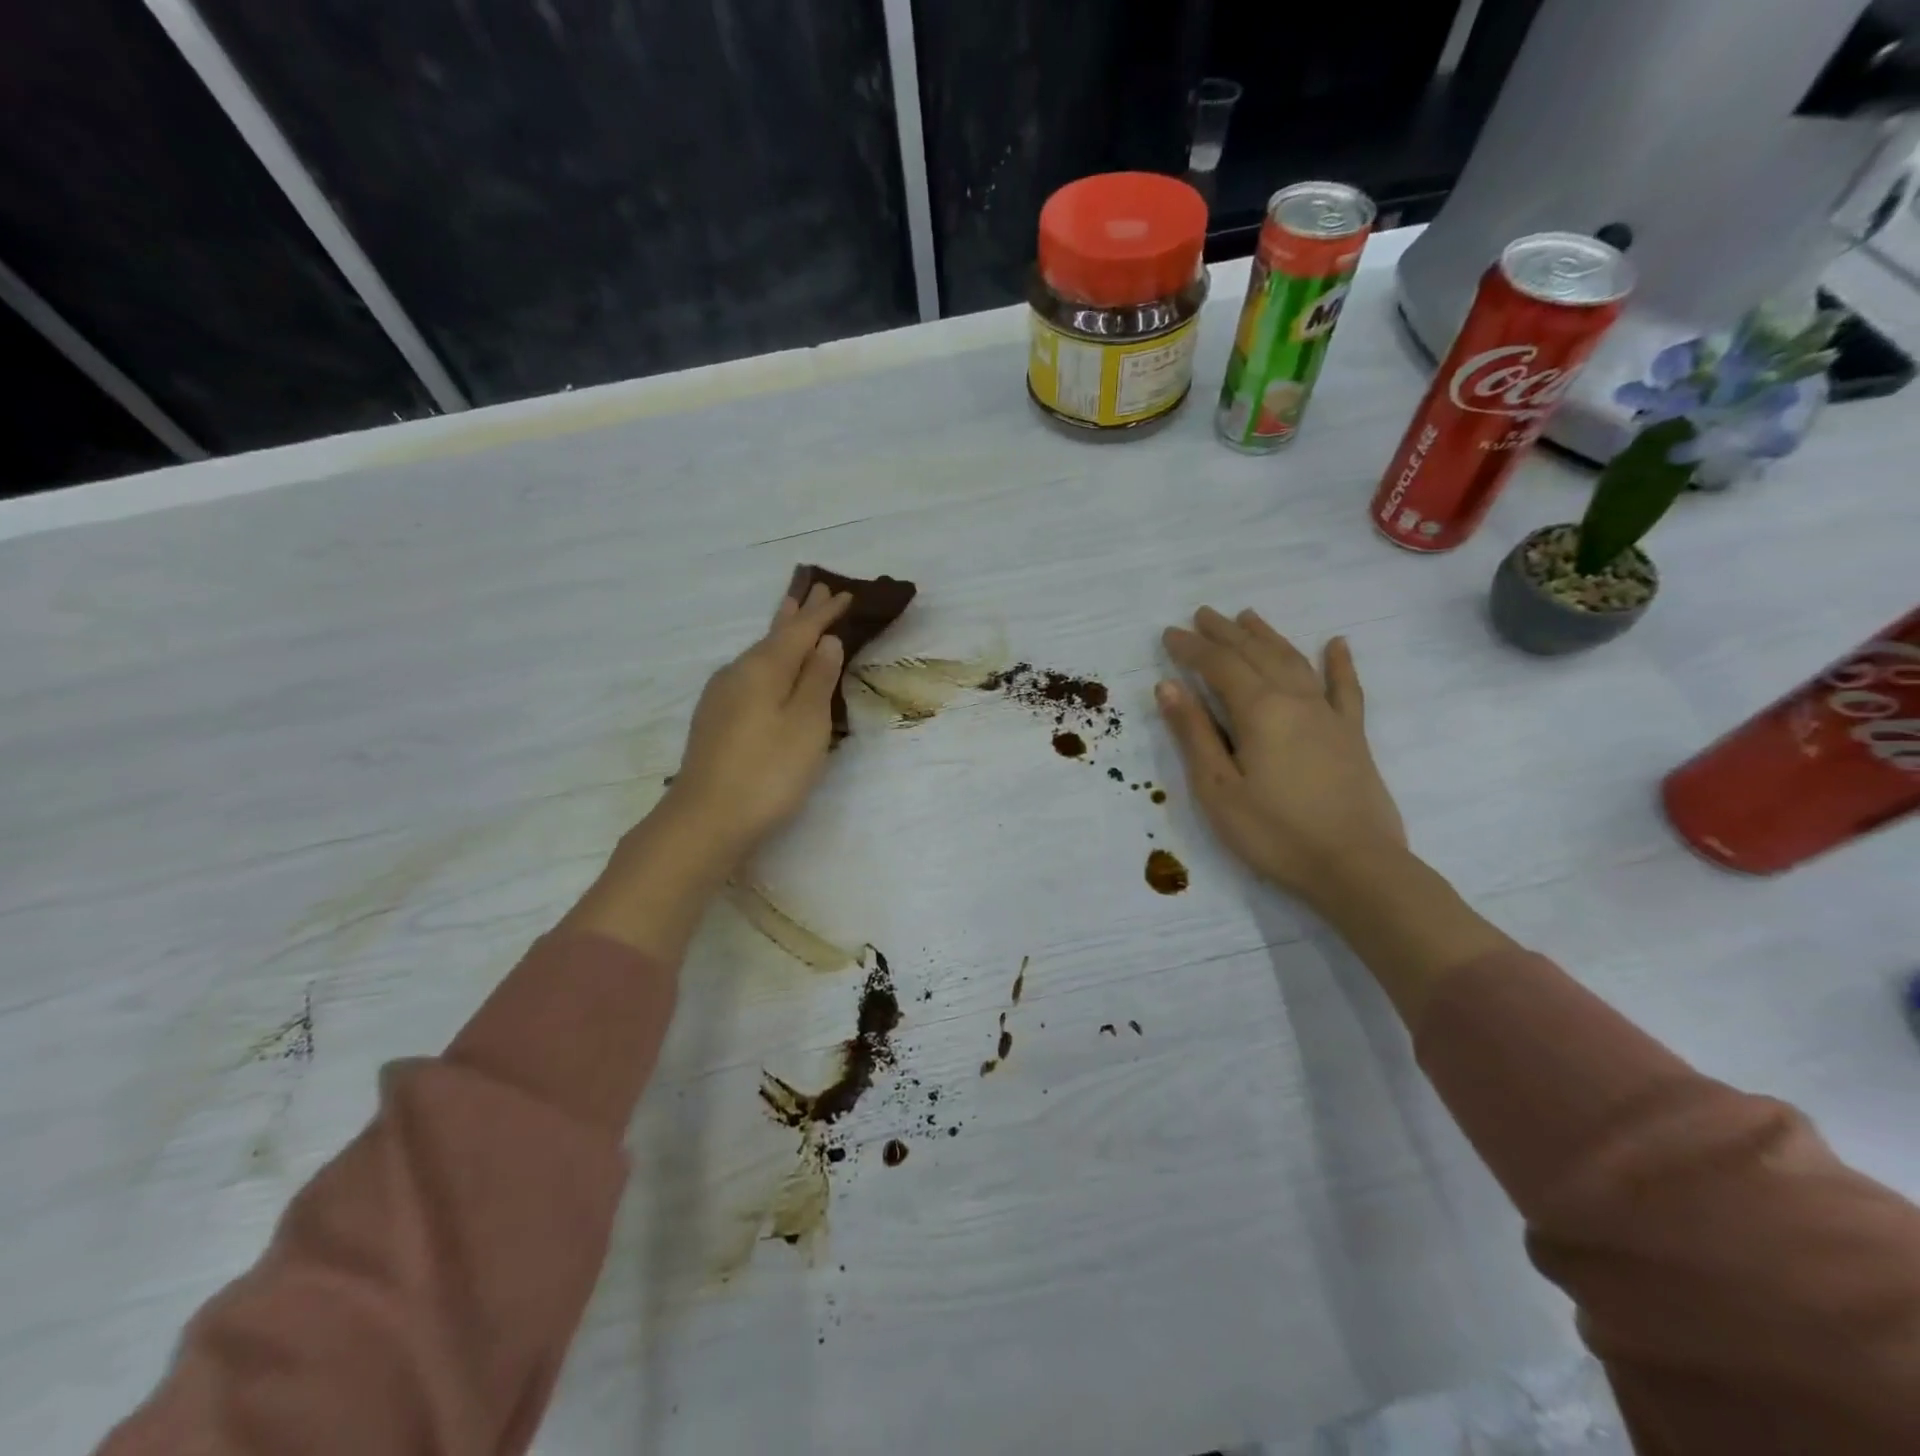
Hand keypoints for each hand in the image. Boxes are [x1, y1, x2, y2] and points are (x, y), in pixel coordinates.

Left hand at [664, 581, 850, 865]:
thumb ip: (817, 680)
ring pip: (759, 655)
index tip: (844, 593)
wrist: (705, 820)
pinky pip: (750, 675)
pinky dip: (769, 662)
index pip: (800, 631)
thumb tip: (826, 642)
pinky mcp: (715, 720)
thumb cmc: (768, 771)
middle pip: (774, 636)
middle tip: (817, 589)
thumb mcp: (806, 724)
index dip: (824, 613)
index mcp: (763, 668)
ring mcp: (721, 697)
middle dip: (798, 614)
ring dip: (781, 635)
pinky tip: (770, 669)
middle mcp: (737, 673)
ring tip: (793, 616)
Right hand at [1158, 608, 1405, 906]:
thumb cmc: (1274, 832)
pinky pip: (1346, 688)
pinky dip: (1340, 663)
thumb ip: (1193, 733)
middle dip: (1226, 632)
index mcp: (1258, 711)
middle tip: (1202, 614)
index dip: (1192, 648)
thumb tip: (1169, 685)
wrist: (1355, 866)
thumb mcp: (1218, 788)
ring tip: (1248, 617)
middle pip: (1256, 654)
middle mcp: (1295, 699)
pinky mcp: (1352, 735)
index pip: (1218, 666)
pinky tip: (1337, 643)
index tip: (1169, 634)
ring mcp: (1329, 714)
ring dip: (1268, 636)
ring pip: (1295, 661)